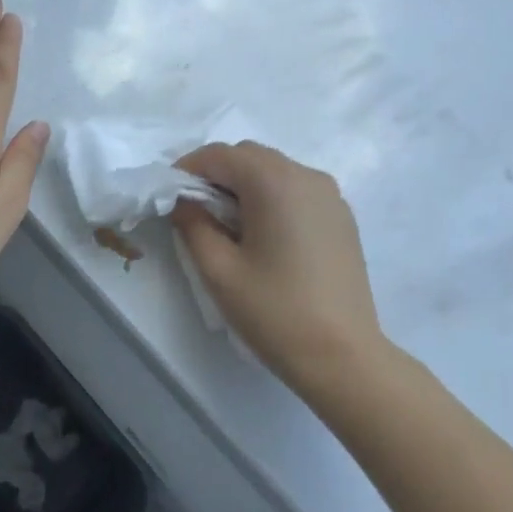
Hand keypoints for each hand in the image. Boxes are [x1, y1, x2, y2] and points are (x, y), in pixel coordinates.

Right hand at [172, 142, 383, 394]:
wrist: (343, 356)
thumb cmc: (275, 312)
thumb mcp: (219, 270)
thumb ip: (193, 224)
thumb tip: (185, 201)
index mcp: (274, 182)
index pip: (220, 155)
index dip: (188, 169)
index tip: (169, 196)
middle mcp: (306, 175)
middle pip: (250, 156)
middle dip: (217, 174)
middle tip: (195, 210)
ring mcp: (330, 195)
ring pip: (275, 170)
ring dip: (245, 184)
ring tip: (228, 224)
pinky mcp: (341, 217)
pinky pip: (297, 189)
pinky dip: (272, 197)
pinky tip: (263, 235)